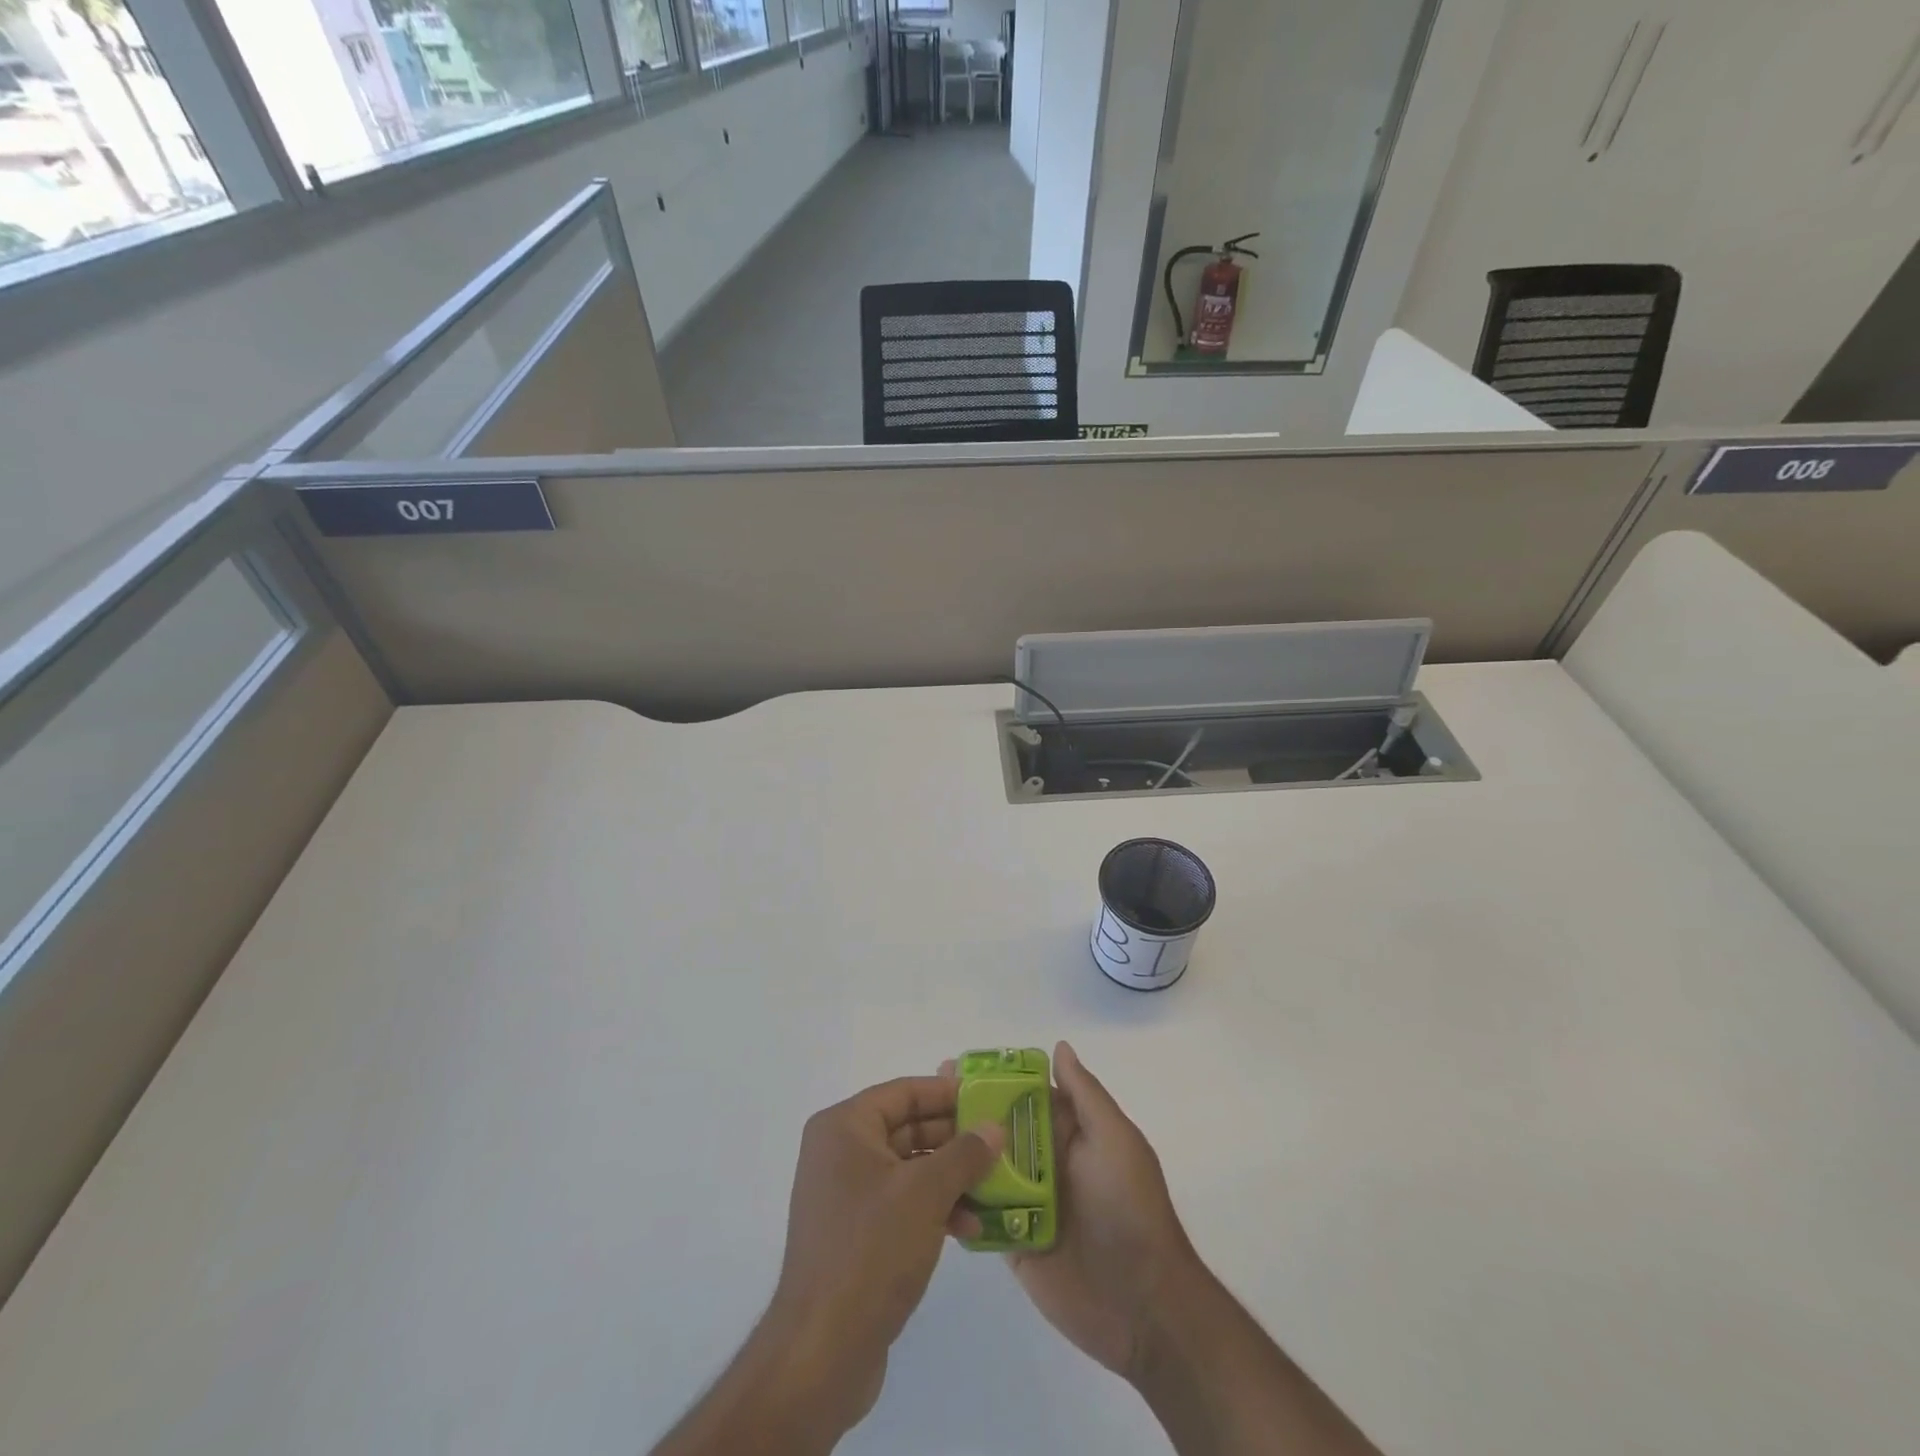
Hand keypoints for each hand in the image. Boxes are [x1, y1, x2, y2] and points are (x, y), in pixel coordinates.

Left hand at [759, 1075, 1004, 1438]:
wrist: (821, 1353)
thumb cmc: (871, 1251)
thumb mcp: (925, 1194)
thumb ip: (964, 1154)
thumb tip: (995, 1128)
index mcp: (844, 1128)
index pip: (903, 1092)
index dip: (946, 1093)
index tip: (988, 1099)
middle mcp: (839, 1153)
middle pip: (907, 1128)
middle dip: (955, 1139)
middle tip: (1000, 1143)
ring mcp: (846, 1196)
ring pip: (909, 1169)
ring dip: (951, 1177)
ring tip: (994, 1188)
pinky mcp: (856, 1235)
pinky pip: (902, 1204)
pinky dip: (934, 1209)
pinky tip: (970, 1227)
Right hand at [945, 1042, 1200, 1380]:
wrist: (1144, 1307)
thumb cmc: (1129, 1209)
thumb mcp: (1115, 1140)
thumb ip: (1084, 1095)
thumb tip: (1058, 1047)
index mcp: (1069, 1133)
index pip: (1024, 1094)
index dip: (992, 1078)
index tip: (952, 1065)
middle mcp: (1045, 1161)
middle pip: (998, 1128)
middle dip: (964, 1111)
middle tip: (923, 1097)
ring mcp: (1026, 1203)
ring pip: (982, 1168)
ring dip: (954, 1153)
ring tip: (914, 1138)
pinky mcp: (1013, 1243)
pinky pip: (979, 1215)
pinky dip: (956, 1201)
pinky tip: (921, 1187)